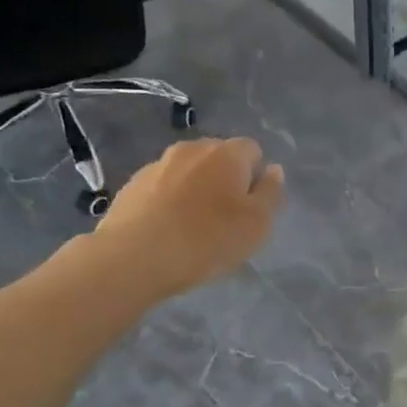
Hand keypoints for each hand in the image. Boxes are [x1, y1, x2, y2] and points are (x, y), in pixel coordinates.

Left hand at [89, 137, 284, 299]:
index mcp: (227, 154)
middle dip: (225, 179)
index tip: (251, 207)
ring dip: (196, 189)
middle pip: (218, 156)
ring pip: (188, 170)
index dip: (256, 176)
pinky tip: (167, 229)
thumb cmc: (208, 240)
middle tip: (226, 217)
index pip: (252, 149)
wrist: (135, 257)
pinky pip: (162, 186)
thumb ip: (271, 193)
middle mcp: (192, 149)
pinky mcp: (132, 184)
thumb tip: (273, 170)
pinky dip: (169, 200)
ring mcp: (158, 164)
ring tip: (193, 225)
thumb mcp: (257, 224)